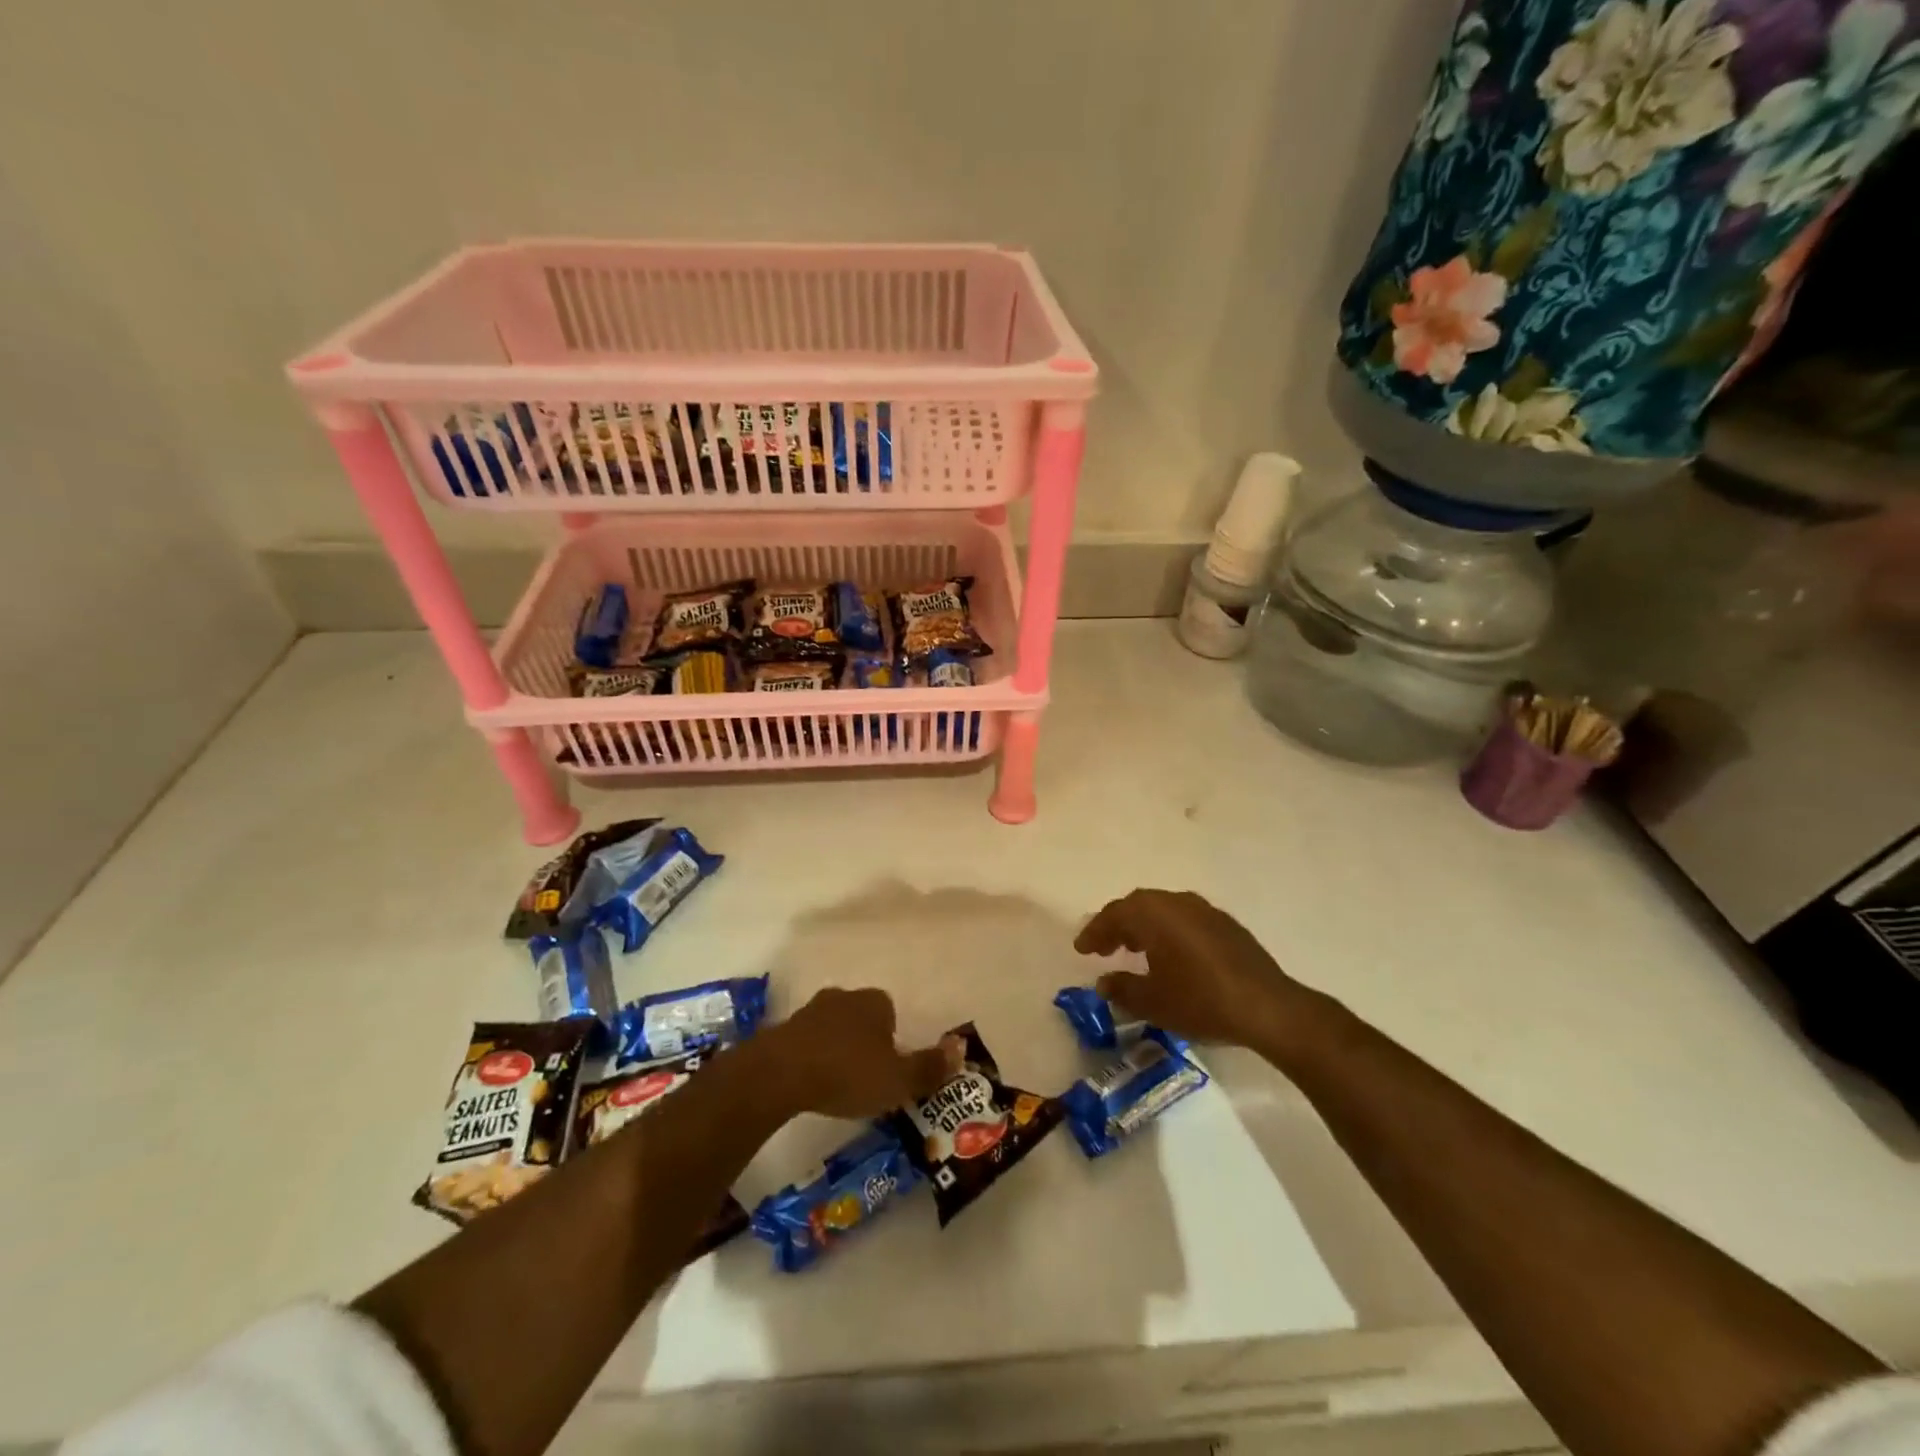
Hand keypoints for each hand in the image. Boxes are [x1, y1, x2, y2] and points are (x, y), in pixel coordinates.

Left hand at [754, 987, 959, 1119]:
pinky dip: (812, 1056)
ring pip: (833, 1027)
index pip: (890, 1013)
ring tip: (836, 1083)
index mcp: (875, 1002)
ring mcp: (811, 1010)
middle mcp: (845, 996)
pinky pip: (807, 1041)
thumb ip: (929, 1067)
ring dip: (836, 1048)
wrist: (780, 1073)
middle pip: (862, 1017)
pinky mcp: (783, 1028)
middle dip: (864, 1041)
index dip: (892, 1041)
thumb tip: (960, 1049)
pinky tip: (810, 1083)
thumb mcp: (898, 1079)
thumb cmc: (847, 1073)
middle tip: (865, 1077)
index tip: (889, 1069)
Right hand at [1074, 889, 1306, 1053]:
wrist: (1267, 1007)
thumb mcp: (1153, 1002)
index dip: (1094, 932)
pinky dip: (1168, 931)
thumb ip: (1122, 988)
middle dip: (1117, 925)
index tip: (1081, 949)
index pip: (1114, 915)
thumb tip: (1104, 982)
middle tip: (1103, 946)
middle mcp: (1177, 902)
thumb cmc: (1200, 1000)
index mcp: (1154, 914)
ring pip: (1163, 910)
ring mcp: (1205, 910)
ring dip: (1143, 926)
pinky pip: (1184, 919)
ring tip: (1133, 950)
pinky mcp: (1226, 925)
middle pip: (1138, 906)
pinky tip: (1170, 955)